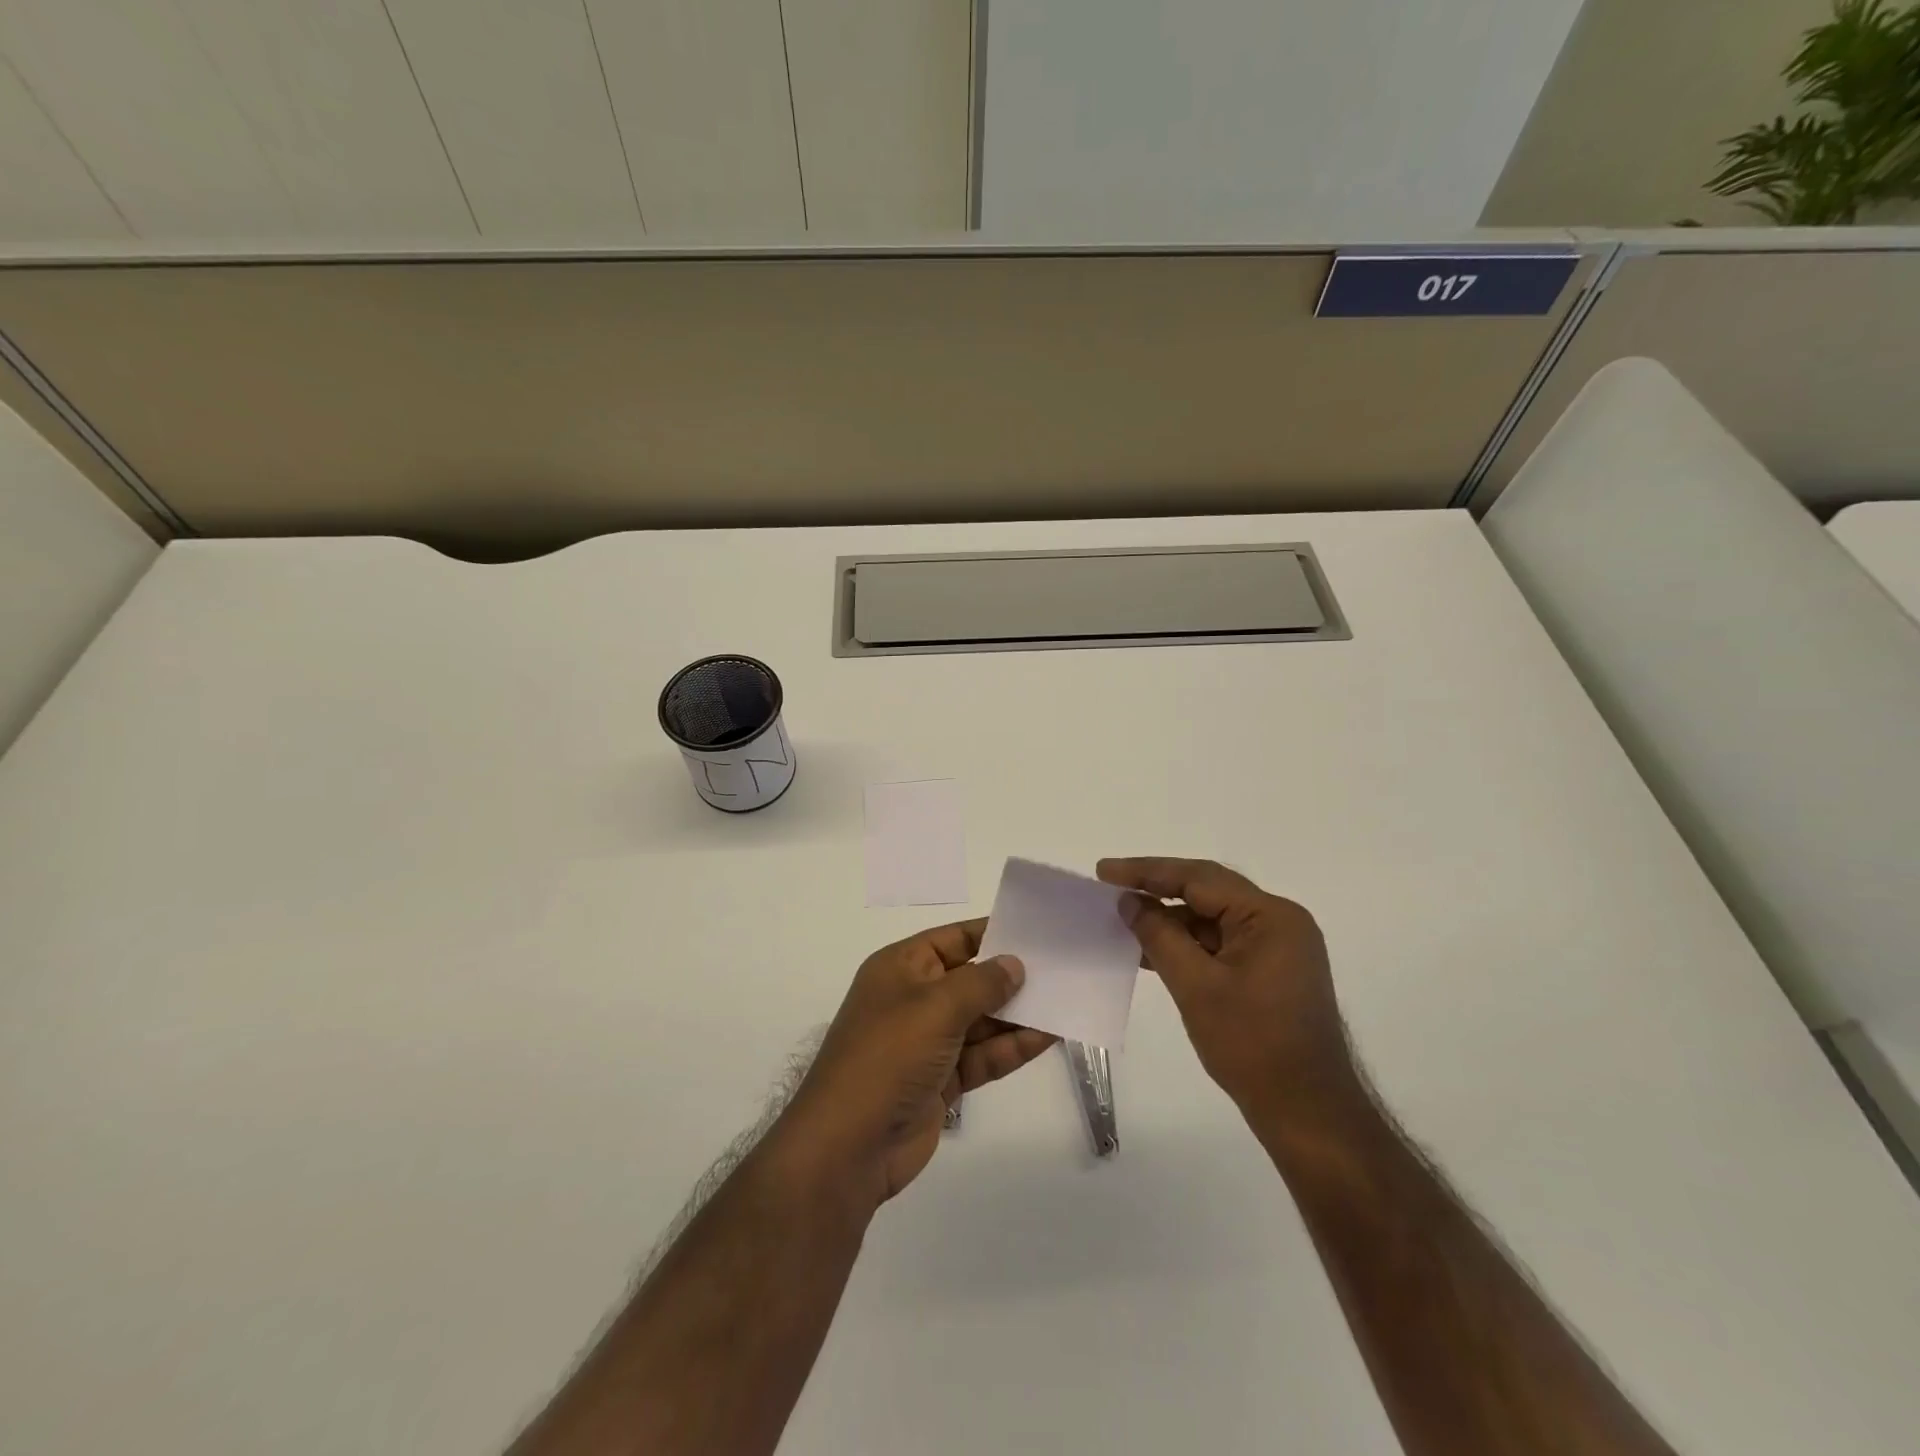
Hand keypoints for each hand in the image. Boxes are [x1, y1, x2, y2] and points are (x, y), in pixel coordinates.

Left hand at [776, 918, 1056, 1212]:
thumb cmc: (888, 1056)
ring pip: (980, 1021)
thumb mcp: (936, 1007)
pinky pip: (981, 1056)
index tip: (1035, 931)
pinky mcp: (941, 1082)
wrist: (849, 1146)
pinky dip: (1010, 1048)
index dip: (991, 933)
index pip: (953, 939)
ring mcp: (927, 1043)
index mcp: (901, 968)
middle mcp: (913, 999)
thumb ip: (981, 983)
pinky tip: (1047, 1038)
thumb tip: (1014, 964)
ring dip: (1017, 1015)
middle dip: (1011, 977)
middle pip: (970, 980)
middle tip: (1061, 969)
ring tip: (1064, 1002)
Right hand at [1097, 857, 1352, 1120]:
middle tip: (1110, 886)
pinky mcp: (1271, 971)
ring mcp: (1278, 947)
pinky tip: (1151, 951)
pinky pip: (1221, 943)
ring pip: (1212, 919)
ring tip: (1123, 920)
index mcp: (1270, 916)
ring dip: (1170, 921)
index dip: (1146, 871)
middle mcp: (1279, 922)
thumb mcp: (1195, 986)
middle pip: (1207, 892)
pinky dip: (1188, 945)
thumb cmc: (1252, 1045)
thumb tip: (1130, 901)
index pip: (1199, 878)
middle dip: (1157, 890)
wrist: (1307, 1113)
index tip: (1104, 871)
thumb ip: (1159, 935)